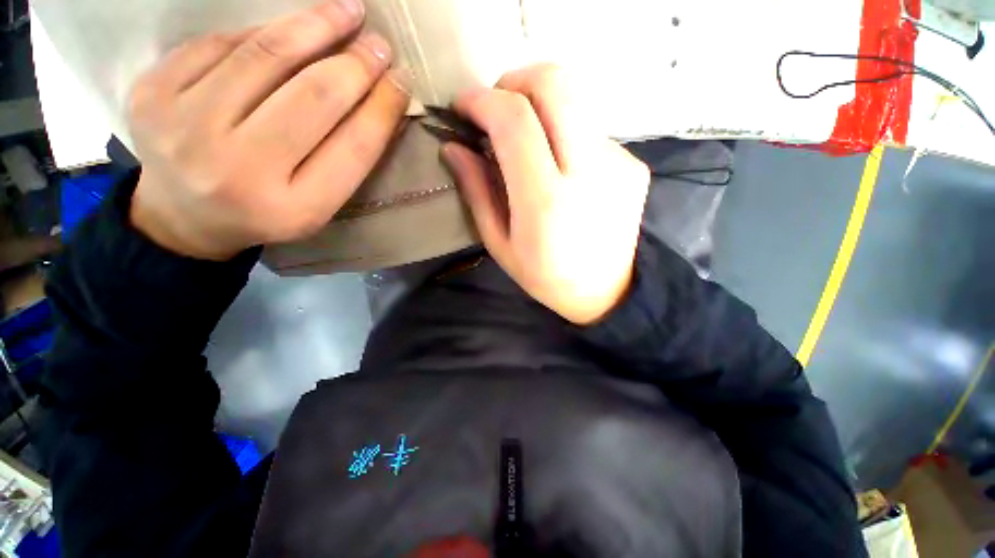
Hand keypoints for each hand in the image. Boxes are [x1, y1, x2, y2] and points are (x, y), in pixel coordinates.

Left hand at [128, 0, 409, 259]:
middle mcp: (239, 171)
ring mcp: (185, 129)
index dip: (382, 108)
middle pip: (313, 98)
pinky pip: (220, 43)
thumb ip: (350, 157)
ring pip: (265, 56)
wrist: (185, 216)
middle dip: (355, 64)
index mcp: (294, 209)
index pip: (353, 148)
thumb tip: (382, 97)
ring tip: (346, 12)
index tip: (402, 81)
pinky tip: (285, 32)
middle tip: (379, 44)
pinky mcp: (152, 94)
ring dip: (314, 26)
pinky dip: (260, 32)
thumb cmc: (267, 211)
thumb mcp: (318, 203)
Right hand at [443, 65, 649, 324]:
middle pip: (554, 83)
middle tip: (497, 110)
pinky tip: (560, 168)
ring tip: (528, 146)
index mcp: (546, 201)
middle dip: (514, 82)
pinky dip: (564, 135)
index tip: (464, 107)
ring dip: (540, 110)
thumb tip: (454, 147)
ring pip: (574, 101)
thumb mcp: (500, 244)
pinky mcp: (633, 165)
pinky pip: (590, 130)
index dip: (482, 100)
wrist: (606, 293)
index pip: (514, 119)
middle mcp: (588, 173)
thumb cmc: (546, 277)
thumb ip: (477, 191)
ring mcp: (619, 164)